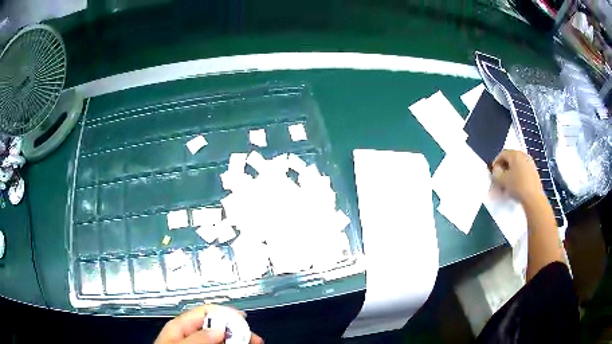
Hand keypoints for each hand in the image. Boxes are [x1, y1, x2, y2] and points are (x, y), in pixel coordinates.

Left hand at [155, 305, 263, 343]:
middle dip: (237, 329)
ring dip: (238, 339)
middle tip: (254, 338)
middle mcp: (190, 333)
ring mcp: (196, 342)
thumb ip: (196, 337)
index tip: (244, 319)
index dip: (225, 312)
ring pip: (220, 337)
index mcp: (180, 326)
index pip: (205, 311)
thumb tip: (218, 328)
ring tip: (252, 343)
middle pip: (217, 326)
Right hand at [491, 149, 543, 202]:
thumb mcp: (502, 180)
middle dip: (503, 171)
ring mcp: (530, 164)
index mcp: (515, 154)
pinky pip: (522, 172)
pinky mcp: (534, 173)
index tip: (493, 173)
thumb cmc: (517, 186)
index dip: (496, 163)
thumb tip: (496, 171)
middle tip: (499, 181)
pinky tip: (514, 188)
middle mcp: (523, 155)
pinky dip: (517, 178)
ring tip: (506, 187)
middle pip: (510, 161)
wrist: (533, 197)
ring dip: (510, 176)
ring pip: (516, 168)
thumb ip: (496, 174)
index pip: (502, 154)